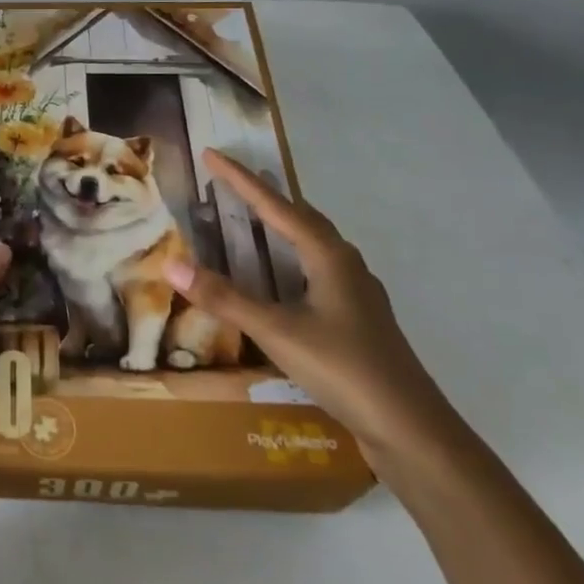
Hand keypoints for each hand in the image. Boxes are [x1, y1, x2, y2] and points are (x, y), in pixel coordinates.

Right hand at [165, 150, 461, 474]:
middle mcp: (345, 265)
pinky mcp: (357, 319)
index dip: (240, 179)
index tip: (211, 153)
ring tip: (253, 219)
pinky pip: (316, 271)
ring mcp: (356, 293)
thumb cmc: (345, 370)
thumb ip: (225, 298)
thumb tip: (172, 265)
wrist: (411, 429)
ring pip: (312, 245)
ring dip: (281, 227)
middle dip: (264, 197)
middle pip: (301, 217)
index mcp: (328, 256)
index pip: (276, 206)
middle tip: (231, 182)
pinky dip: (290, 260)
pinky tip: (281, 280)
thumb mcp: (278, 332)